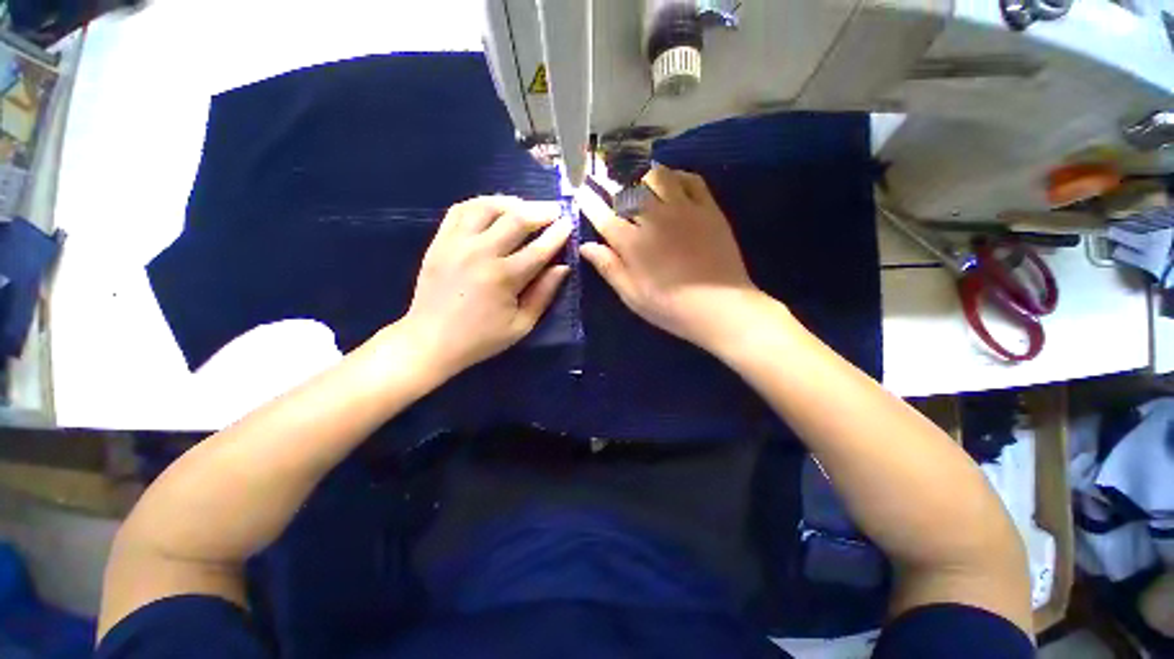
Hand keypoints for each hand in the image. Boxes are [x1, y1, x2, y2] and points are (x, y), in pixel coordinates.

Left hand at [403, 196, 571, 376]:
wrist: (431, 340)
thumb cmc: (481, 338)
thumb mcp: (521, 325)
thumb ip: (544, 294)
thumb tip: (562, 267)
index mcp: (504, 277)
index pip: (539, 249)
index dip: (558, 233)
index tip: (569, 223)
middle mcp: (481, 253)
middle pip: (516, 219)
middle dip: (541, 211)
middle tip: (555, 209)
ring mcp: (456, 243)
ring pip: (487, 207)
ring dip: (511, 202)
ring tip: (526, 206)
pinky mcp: (439, 241)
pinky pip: (461, 210)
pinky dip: (481, 203)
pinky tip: (494, 209)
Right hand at [578, 165, 761, 347]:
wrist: (720, 307)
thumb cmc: (670, 307)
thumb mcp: (632, 295)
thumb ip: (608, 267)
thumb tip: (585, 246)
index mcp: (632, 243)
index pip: (603, 214)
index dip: (589, 200)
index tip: (580, 189)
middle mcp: (654, 218)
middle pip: (627, 189)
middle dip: (611, 180)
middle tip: (604, 176)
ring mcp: (683, 209)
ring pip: (657, 176)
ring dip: (642, 175)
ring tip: (638, 180)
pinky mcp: (708, 209)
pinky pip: (690, 179)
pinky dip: (677, 175)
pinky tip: (672, 182)